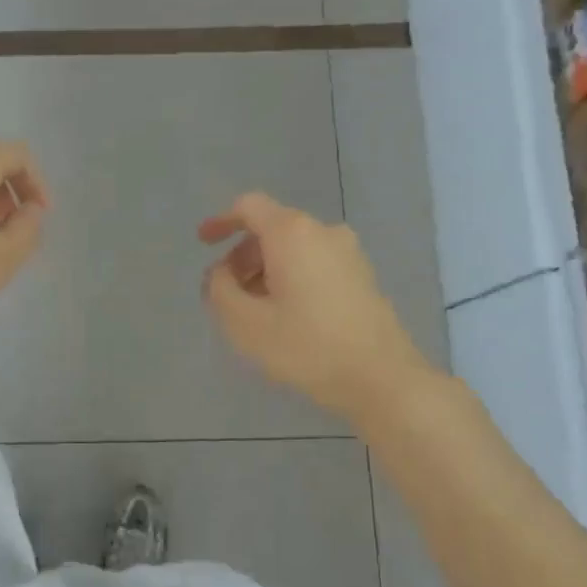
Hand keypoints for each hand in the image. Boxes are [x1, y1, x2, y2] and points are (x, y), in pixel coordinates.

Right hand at [199, 193, 433, 422]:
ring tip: (254, 311)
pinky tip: (286, 316)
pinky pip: (315, 264)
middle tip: (225, 292)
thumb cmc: (307, 346)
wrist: (382, 379)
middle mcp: (323, 232)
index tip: (203, 244)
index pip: (249, 207)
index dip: (221, 221)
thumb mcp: (245, 323)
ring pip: (294, 249)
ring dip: (266, 270)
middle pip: (272, 229)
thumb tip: (221, 273)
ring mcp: (349, 254)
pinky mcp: (363, 277)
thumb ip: (220, 290)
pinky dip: (292, 278)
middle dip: (242, 256)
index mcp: (292, 233)